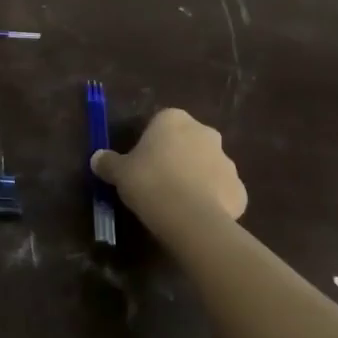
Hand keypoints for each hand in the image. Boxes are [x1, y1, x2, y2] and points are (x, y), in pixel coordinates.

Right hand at [91, 108, 246, 225]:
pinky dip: (212, 200)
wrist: (188, 217)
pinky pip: (221, 191)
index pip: (162, 123)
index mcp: (174, 120)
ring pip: (207, 166)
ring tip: (176, 202)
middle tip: (158, 179)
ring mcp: (227, 161)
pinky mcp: (239, 190)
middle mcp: (204, 133)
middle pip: (188, 141)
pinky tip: (194, 216)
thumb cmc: (149, 182)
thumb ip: (108, 162)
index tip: (142, 161)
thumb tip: (98, 158)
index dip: (151, 142)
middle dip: (178, 156)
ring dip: (196, 178)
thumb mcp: (118, 172)